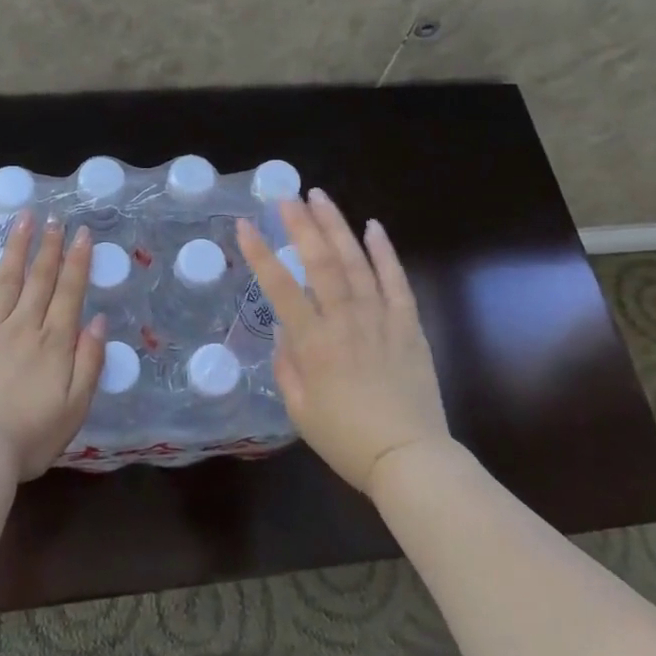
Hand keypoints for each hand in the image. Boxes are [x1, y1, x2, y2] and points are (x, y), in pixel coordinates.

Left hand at [0, 212, 105, 481]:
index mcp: (54, 343)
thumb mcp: (75, 408)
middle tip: (55, 217)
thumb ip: (89, 362)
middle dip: (49, 246)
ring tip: (24, 219)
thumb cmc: (29, 437)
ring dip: (17, 248)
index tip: (81, 233)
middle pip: (39, 279)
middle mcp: (24, 327)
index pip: (69, 292)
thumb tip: (99, 322)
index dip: (77, 261)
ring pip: (7, 280)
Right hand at [236, 189, 450, 498]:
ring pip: (356, 262)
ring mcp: (380, 319)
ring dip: (337, 227)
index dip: (260, 254)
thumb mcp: (300, 411)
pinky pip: (397, 281)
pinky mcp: (409, 324)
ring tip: (320, 198)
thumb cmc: (347, 440)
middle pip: (321, 263)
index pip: (280, 288)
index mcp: (314, 344)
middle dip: (301, 225)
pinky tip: (374, 227)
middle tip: (286, 197)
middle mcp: (345, 322)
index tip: (246, 226)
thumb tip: (284, 329)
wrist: (409, 458)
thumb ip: (287, 365)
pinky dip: (385, 252)